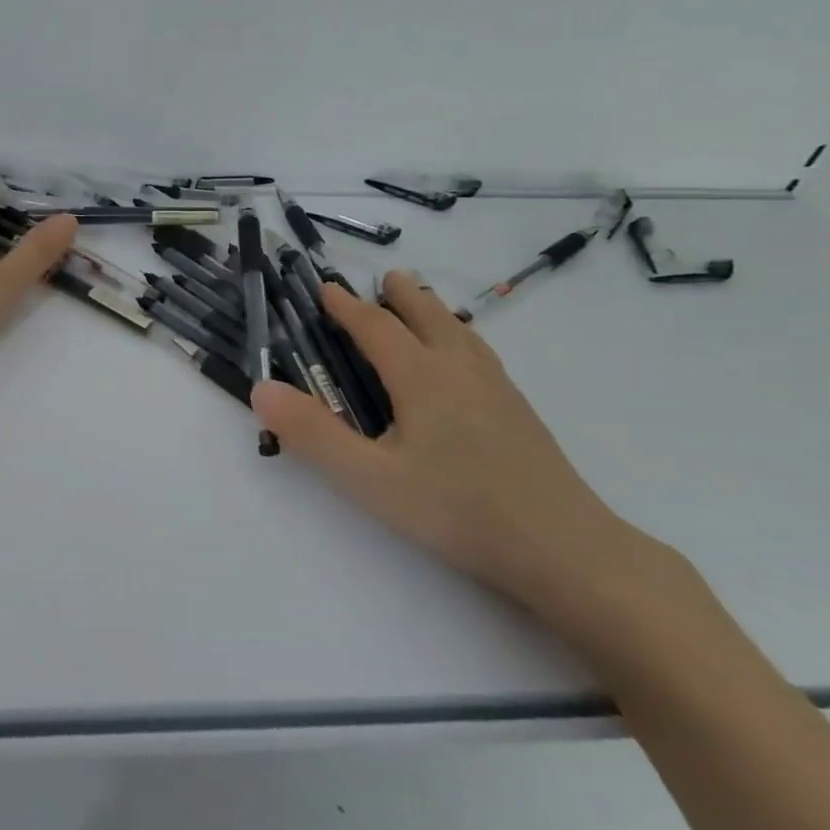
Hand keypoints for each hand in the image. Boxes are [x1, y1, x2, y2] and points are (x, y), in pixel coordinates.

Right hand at [252, 271, 640, 611]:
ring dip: (435, 312)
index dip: (346, 307)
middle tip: (387, 279)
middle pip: (428, 317)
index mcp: (421, 377)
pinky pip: (481, 356)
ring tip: (424, 306)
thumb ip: (313, 434)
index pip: (376, 327)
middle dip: (402, 295)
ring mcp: (497, 390)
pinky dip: (461, 339)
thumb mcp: (369, 479)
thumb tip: (262, 388)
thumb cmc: (457, 510)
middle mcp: (460, 370)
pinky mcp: (520, 414)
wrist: (566, 550)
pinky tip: (466, 364)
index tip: (325, 288)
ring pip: (461, 334)